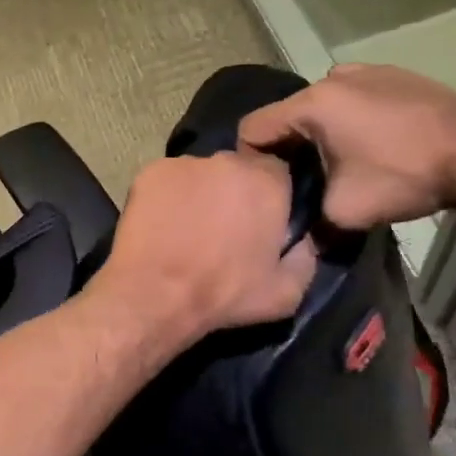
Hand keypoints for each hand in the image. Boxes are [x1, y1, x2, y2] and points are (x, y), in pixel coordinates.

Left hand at [90, 150, 317, 339]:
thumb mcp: (287, 292)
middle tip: (224, 227)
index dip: (271, 196)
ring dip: (201, 193)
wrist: (155, 293)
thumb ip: (305, 256)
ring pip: (201, 174)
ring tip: (189, 228)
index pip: (279, 173)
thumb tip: (303, 239)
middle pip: (237, 170)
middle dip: (235, 193)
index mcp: (267, 182)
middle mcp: (226, 161)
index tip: (262, 221)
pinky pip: (168, 181)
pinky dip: (168, 197)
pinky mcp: (149, 172)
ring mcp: (183, 163)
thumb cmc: (223, 293)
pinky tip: (163, 224)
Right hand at [238, 63, 455, 229]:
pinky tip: (374, 148)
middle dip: (288, 149)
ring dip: (320, 135)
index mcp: (311, 103)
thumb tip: (298, 238)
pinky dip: (351, 122)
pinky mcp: (396, 75)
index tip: (268, 188)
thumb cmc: (405, 176)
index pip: (252, 128)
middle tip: (305, 183)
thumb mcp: (345, 213)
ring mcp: (367, 71)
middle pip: (287, 117)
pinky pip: (353, 99)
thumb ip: (309, 223)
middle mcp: (332, 78)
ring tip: (341, 165)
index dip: (250, 161)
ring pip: (321, 108)